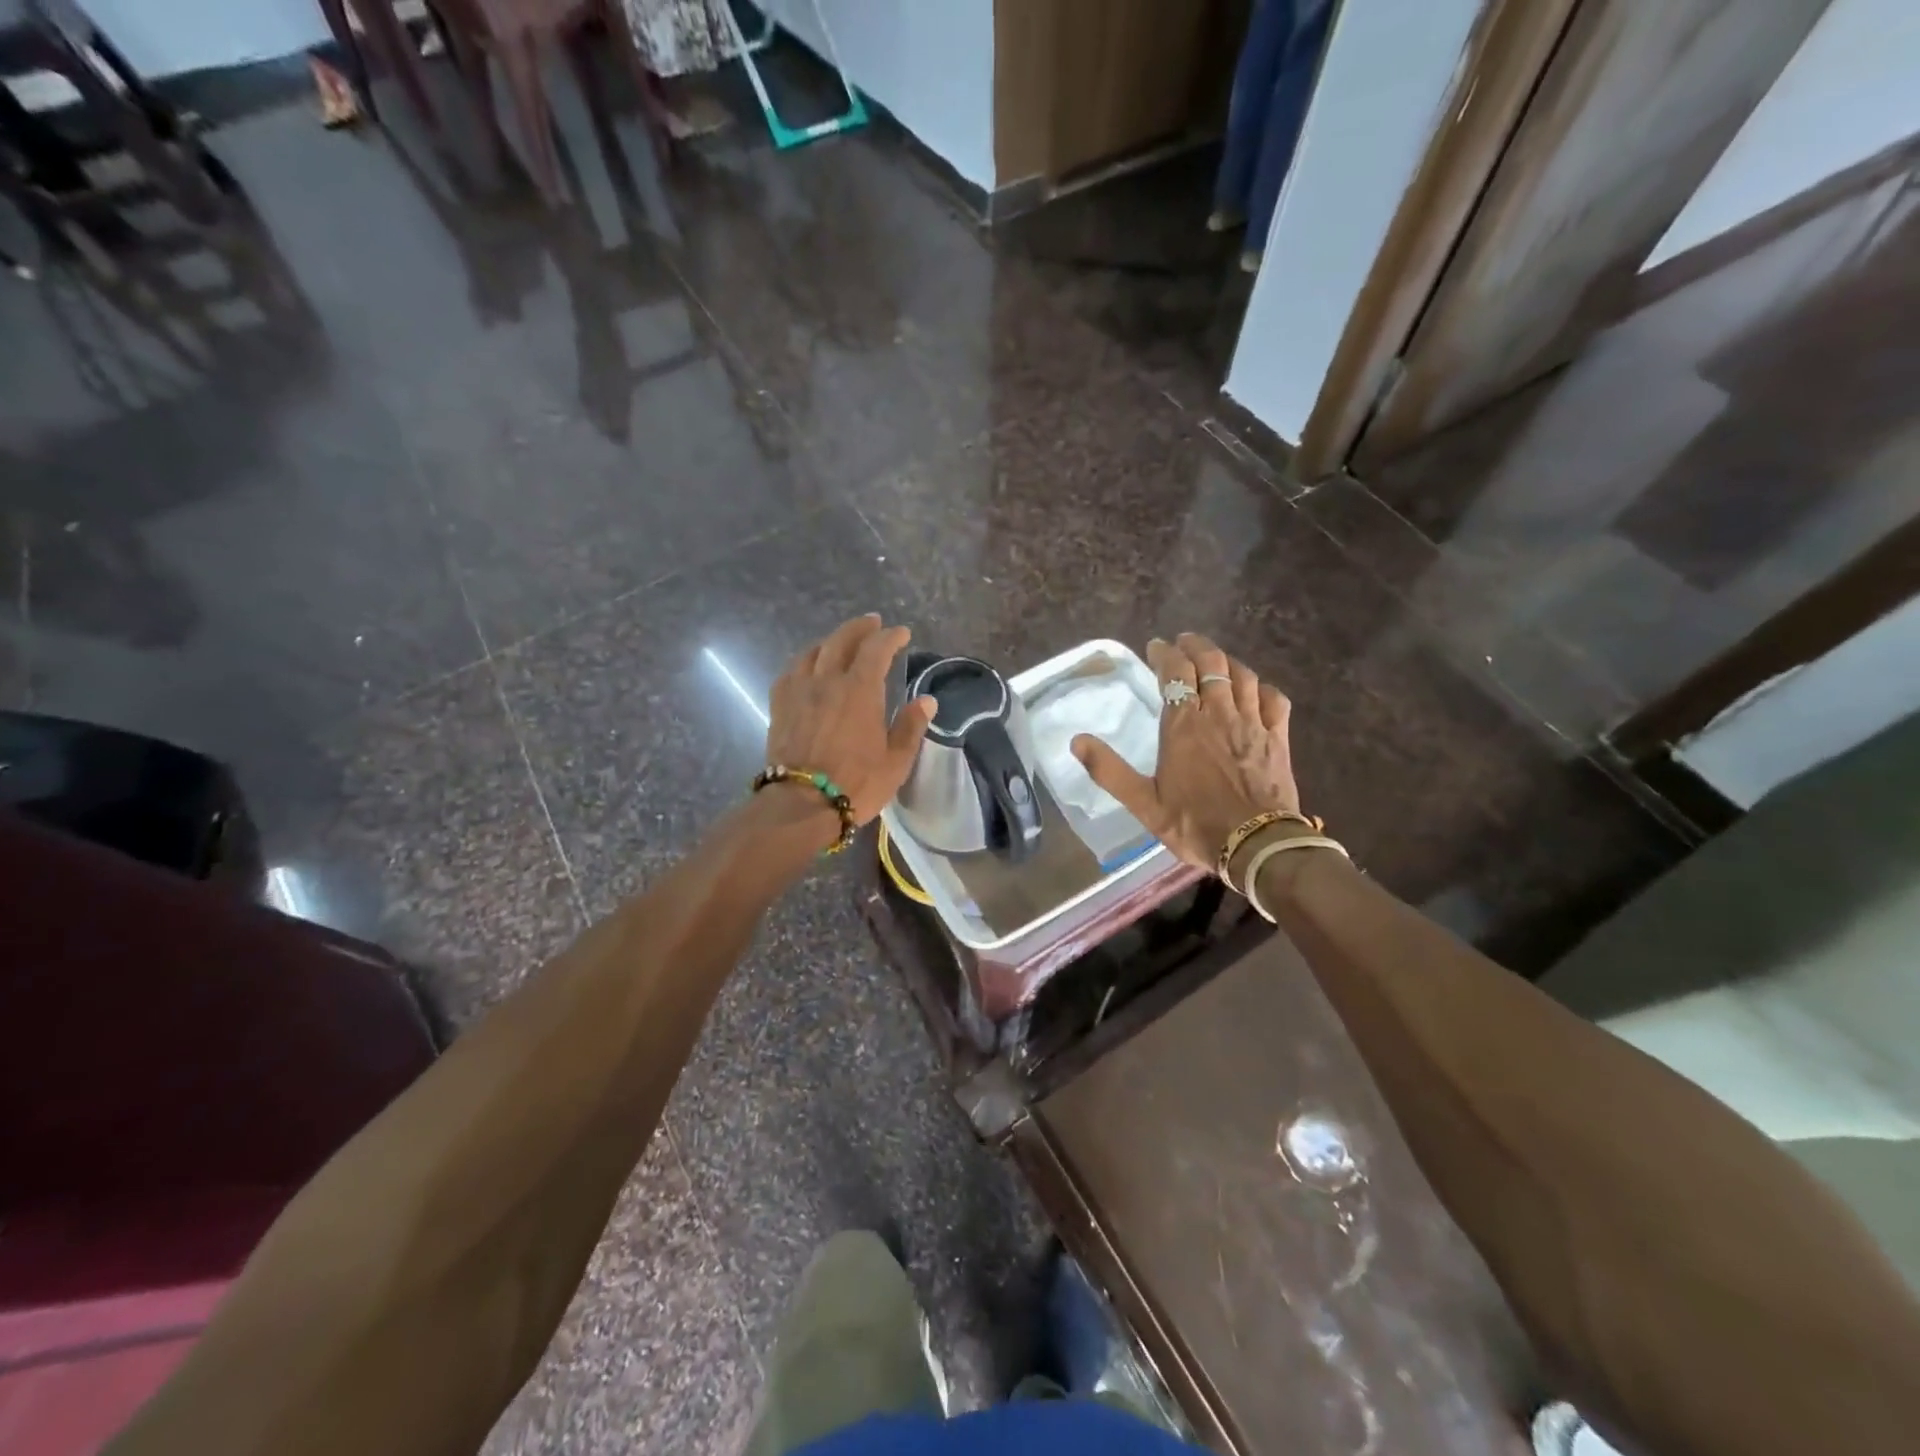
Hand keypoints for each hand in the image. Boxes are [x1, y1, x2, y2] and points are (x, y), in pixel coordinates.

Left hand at [766, 614, 935, 824]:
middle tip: (872, 624)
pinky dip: (804, 662)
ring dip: (830, 641)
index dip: (890, 637)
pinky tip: (808, 668)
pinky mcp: (780, 707)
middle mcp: (827, 681)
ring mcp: (799, 691)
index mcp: (860, 690)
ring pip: (813, 652)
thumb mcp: (896, 761)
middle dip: (859, 628)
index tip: (901, 633)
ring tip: (840, 642)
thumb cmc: (856, 784)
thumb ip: (911, 727)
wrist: (801, 804)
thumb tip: (927, 701)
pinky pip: (790, 672)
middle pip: (841, 640)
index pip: (876, 649)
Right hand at [1072, 633, 1299, 869]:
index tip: (1155, 646)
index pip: (1175, 673)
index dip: (1165, 654)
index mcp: (1184, 726)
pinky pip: (1273, 699)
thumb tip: (1077, 740)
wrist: (1256, 846)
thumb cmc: (1195, 824)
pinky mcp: (1278, 738)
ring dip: (1226, 661)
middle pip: (1211, 664)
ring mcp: (1253, 724)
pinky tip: (1254, 690)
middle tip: (1183, 642)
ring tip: (1214, 659)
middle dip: (1195, 647)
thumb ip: (1109, 770)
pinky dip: (1261, 687)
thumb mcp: (1143, 803)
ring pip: (1242, 675)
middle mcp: (1219, 714)